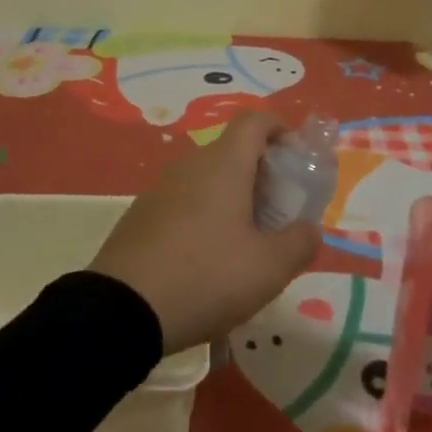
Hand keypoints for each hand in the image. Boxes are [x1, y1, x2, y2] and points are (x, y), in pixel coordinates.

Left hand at [89, 111, 319, 353]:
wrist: (121, 310)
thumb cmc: (206, 277)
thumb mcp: (269, 268)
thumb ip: (299, 242)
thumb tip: (309, 228)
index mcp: (224, 164)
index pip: (255, 121)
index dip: (280, 130)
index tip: (295, 159)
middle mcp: (190, 166)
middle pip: (232, 152)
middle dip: (260, 174)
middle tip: (278, 214)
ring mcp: (160, 189)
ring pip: (206, 179)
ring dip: (231, 198)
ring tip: (245, 244)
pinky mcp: (140, 216)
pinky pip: (183, 203)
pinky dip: (203, 217)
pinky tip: (206, 262)